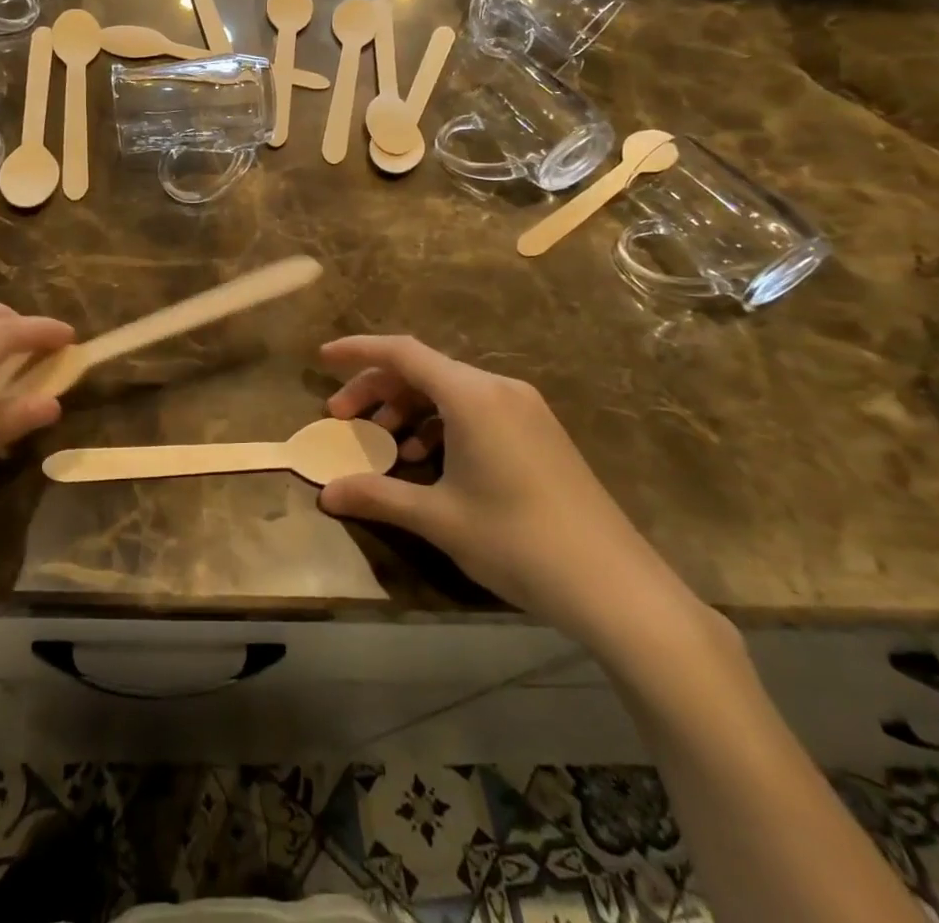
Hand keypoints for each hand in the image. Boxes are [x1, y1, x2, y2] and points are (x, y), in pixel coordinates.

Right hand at [317, 335, 698, 652]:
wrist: (616, 587)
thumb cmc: (517, 542)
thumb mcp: (438, 519)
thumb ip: (377, 496)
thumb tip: (326, 494)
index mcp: (472, 396)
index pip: (402, 352)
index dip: (357, 351)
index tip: (322, 360)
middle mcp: (498, 388)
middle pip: (423, 370)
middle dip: (377, 389)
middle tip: (343, 420)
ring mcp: (524, 409)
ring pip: (450, 391)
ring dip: (409, 409)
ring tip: (386, 445)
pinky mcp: (539, 432)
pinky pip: (476, 410)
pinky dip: (442, 424)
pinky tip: (430, 460)